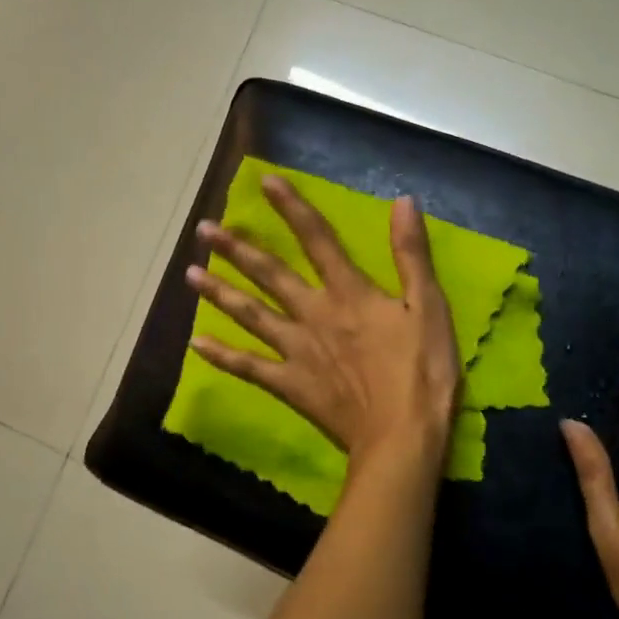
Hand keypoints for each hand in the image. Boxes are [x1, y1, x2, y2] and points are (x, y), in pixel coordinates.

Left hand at [185, 174, 461, 458]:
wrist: (402, 437)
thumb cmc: (422, 372)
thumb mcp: (429, 308)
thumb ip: (411, 255)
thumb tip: (402, 201)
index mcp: (349, 293)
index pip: (317, 239)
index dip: (292, 207)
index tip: (265, 181)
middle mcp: (313, 314)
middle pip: (270, 274)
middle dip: (237, 249)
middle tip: (204, 229)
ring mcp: (296, 351)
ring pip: (251, 314)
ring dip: (220, 292)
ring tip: (189, 273)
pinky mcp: (289, 385)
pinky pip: (248, 367)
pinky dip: (222, 355)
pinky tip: (196, 343)